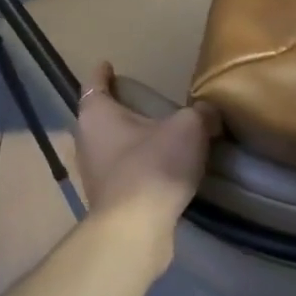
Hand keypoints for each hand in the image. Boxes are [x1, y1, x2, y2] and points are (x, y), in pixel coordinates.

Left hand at [75, 62, 220, 232]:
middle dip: (119, 108)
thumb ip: (202, 113)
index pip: (94, 83)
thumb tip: (209, 113)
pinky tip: (159, 168)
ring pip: (109, 146)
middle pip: (100, 116)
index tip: (109, 65)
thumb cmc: (154, 166)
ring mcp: (93, 173)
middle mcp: (86, 140)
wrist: (136, 229)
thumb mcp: (189, 128)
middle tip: (144, 102)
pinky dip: (136, 166)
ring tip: (156, 135)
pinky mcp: (106, 199)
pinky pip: (121, 172)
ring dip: (128, 140)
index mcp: (97, 114)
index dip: (102, 72)